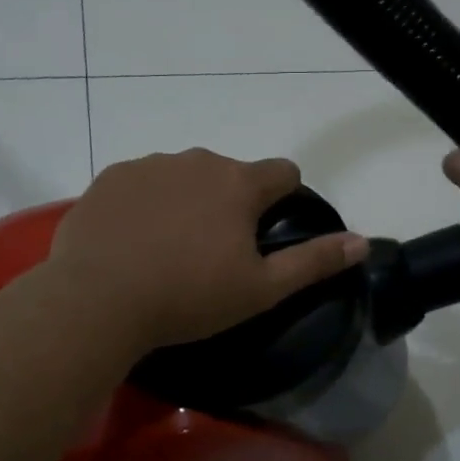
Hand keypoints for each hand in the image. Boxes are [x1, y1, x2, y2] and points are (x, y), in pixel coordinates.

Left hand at [46, 148, 368, 354]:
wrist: (98, 300)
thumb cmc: (188, 297)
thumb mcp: (260, 290)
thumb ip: (314, 262)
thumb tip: (361, 242)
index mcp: (239, 183)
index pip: (283, 172)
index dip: (282, 199)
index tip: (264, 232)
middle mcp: (197, 160)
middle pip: (229, 173)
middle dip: (229, 202)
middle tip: (211, 252)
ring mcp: (149, 164)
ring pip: (183, 175)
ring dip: (185, 199)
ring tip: (167, 248)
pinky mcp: (110, 177)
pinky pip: (141, 182)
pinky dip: (144, 202)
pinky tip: (131, 239)